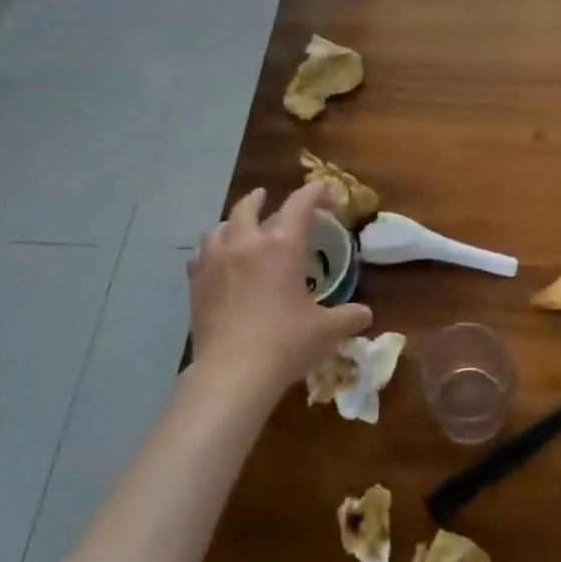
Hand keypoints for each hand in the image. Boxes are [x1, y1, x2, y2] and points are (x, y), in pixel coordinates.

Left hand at [187, 183, 371, 401]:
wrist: (232, 372)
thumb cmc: (286, 343)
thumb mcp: (326, 330)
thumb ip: (348, 317)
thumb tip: (365, 315)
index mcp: (282, 245)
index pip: (300, 205)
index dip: (313, 192)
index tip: (323, 189)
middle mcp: (246, 244)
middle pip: (248, 208)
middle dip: (259, 199)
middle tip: (265, 197)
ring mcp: (215, 263)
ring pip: (219, 228)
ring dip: (231, 223)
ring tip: (237, 228)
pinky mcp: (196, 285)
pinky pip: (200, 256)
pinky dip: (210, 251)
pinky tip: (214, 262)